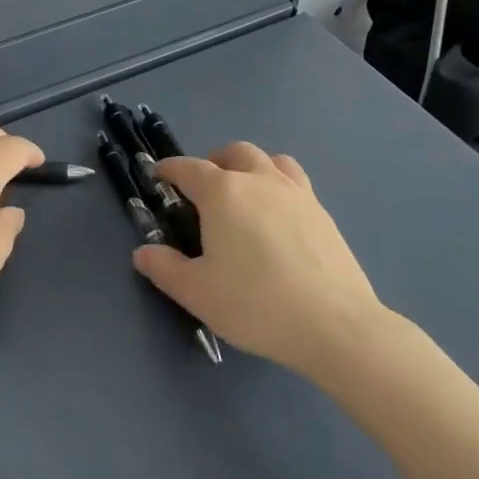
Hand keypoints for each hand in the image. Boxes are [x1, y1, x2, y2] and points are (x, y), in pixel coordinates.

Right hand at [133, 142, 391, 381]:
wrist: (335, 325)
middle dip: (213, 162)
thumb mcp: (198, 293)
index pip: (188, 168)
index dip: (169, 169)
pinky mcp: (322, 211)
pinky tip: (277, 214)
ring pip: (269, 160)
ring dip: (250, 167)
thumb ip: (165, 268)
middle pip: (233, 153)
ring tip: (244, 193)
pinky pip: (294, 180)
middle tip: (203, 189)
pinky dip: (278, 184)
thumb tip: (143, 252)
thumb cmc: (256, 304)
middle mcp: (258, 180)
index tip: (159, 176)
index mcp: (223, 192)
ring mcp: (295, 192)